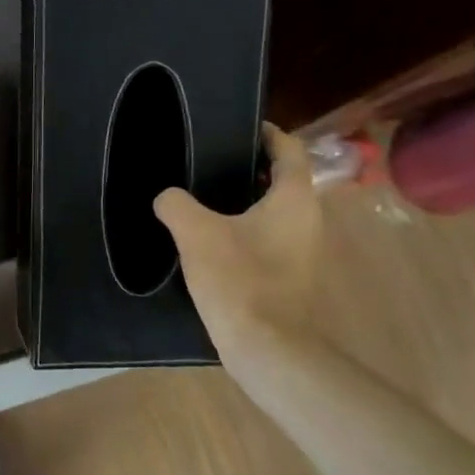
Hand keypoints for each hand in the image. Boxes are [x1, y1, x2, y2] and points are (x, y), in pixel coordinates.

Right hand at [154, 124, 321, 358]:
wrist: (267, 347)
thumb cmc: (239, 279)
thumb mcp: (196, 233)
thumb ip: (176, 204)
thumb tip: (167, 197)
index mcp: (293, 199)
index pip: (288, 150)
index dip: (266, 133)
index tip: (238, 126)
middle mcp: (306, 220)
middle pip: (281, 180)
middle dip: (247, 168)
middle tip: (207, 162)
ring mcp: (300, 251)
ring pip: (271, 212)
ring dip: (242, 202)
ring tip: (200, 198)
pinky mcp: (287, 276)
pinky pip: (265, 239)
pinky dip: (241, 230)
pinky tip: (207, 240)